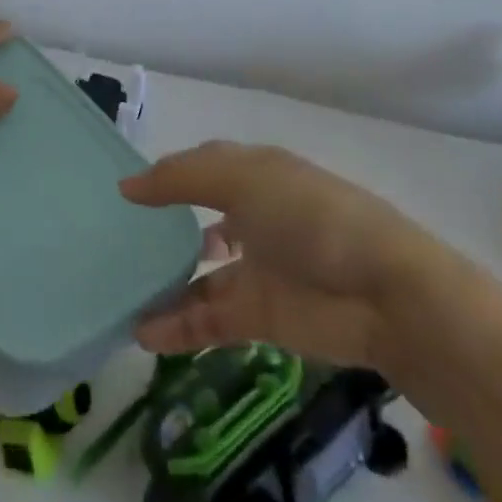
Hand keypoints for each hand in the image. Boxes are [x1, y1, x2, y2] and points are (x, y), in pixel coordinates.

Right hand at [120, 141, 428, 365]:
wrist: (384, 296)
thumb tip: (127, 185)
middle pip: (199, 221)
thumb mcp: (242, 180)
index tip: (127, 188)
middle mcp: (254, 218)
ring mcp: (258, 269)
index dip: (169, 174)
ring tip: (120, 292)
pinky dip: (177, 326)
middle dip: (164, 229)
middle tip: (118, 240)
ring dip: (164, 284)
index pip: (203, 168)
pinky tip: (142, 333)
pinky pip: (208, 319)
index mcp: (255, 176)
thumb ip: (180, 180)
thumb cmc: (310, 217)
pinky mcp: (260, 317)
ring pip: (199, 275)